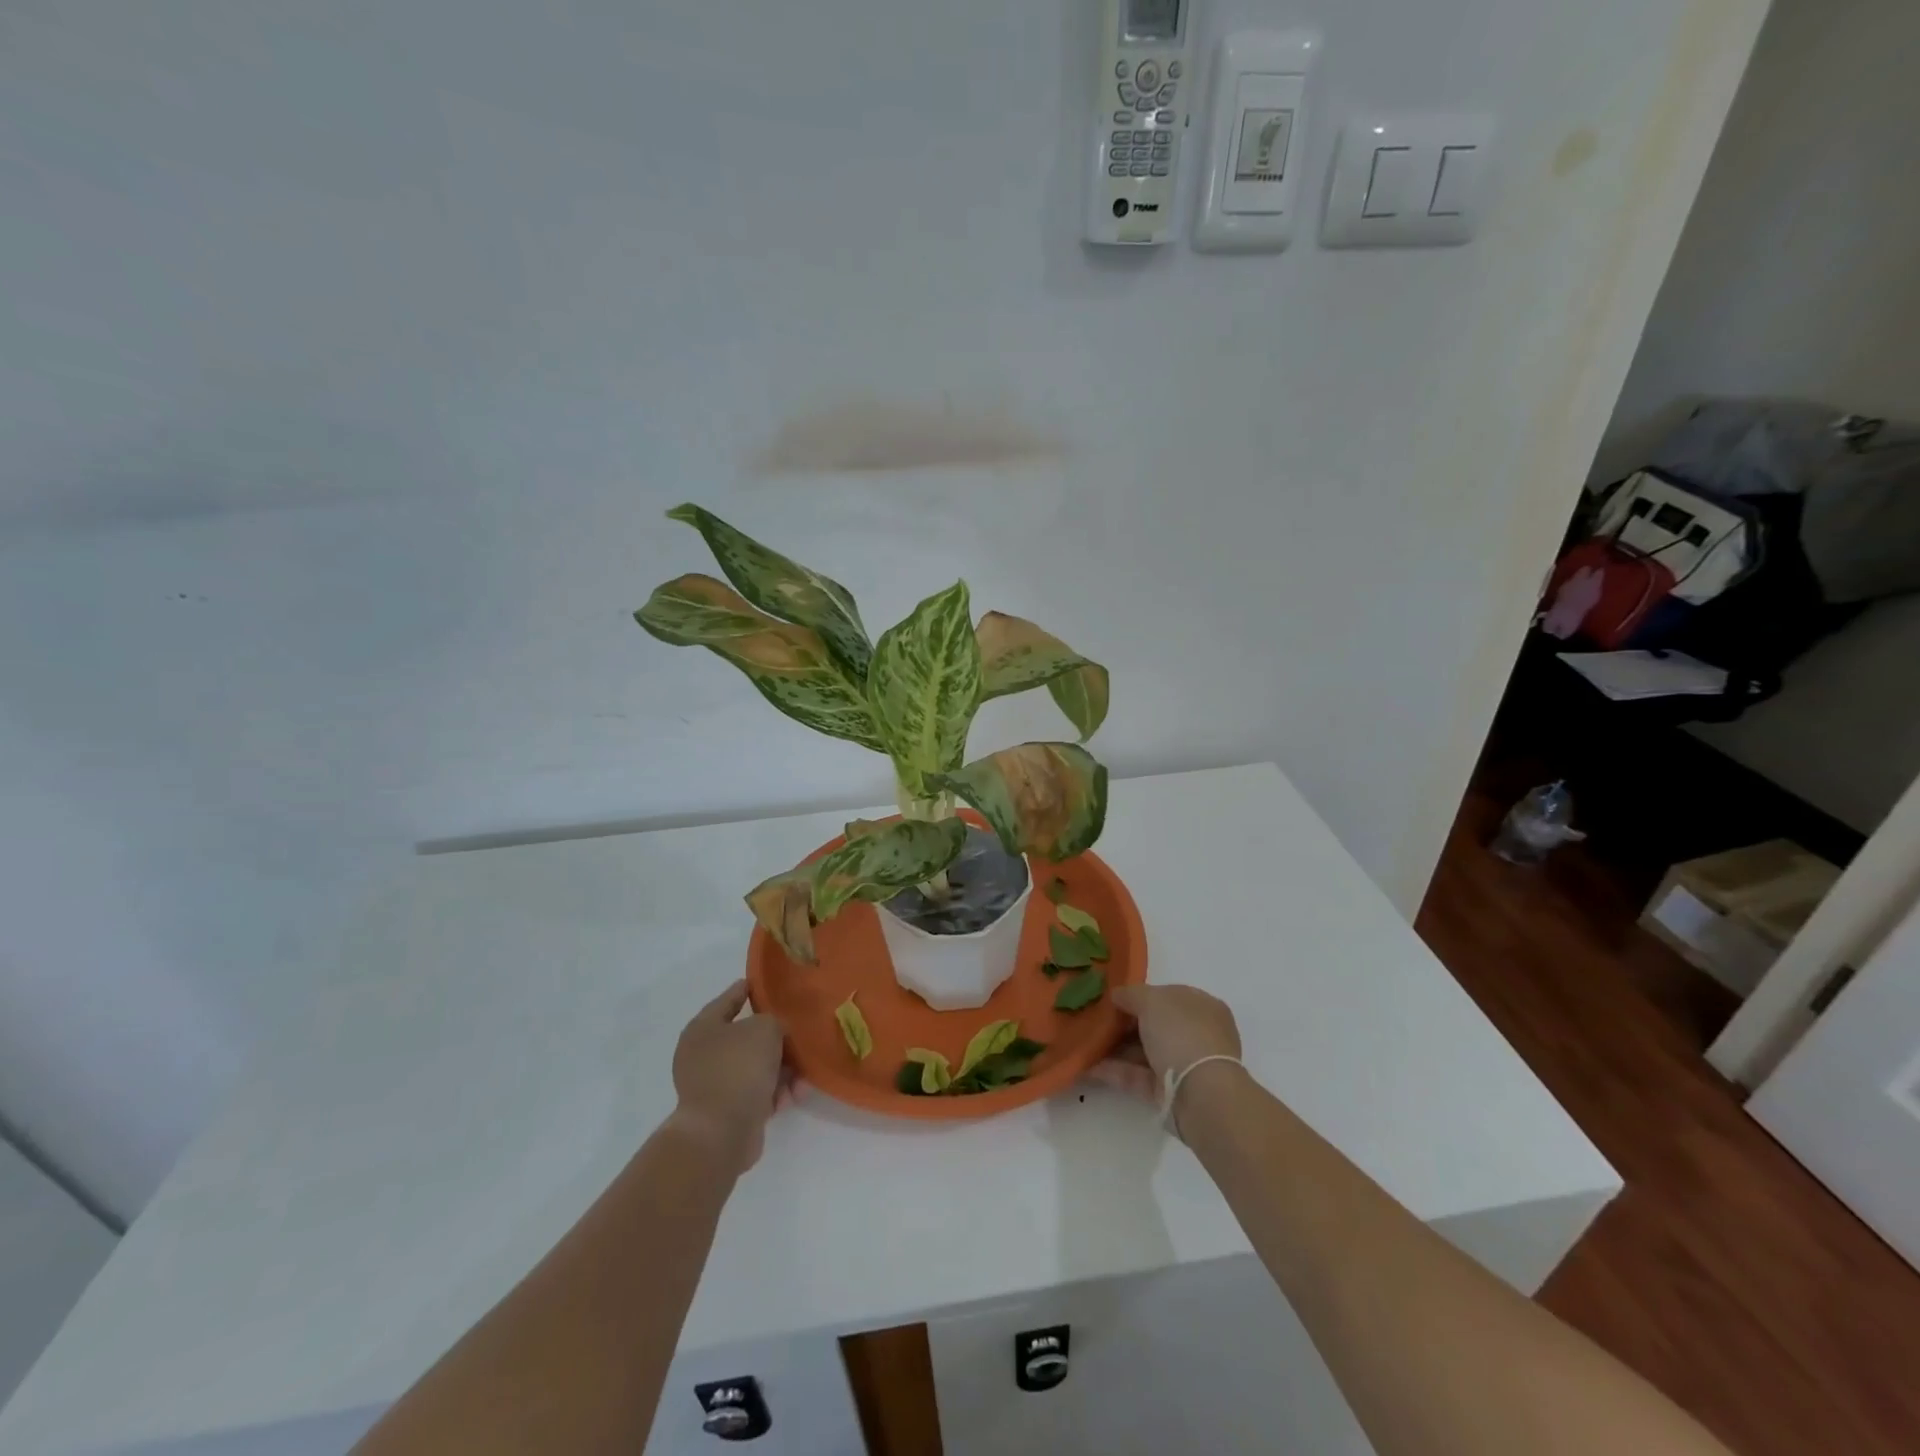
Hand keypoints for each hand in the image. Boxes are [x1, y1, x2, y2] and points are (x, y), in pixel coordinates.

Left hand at [668, 980, 788, 1174]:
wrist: (721, 1132)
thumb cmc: (739, 1067)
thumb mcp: (765, 1029)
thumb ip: (774, 1021)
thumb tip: (774, 1034)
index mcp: (703, 1028)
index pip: (728, 999)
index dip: (746, 989)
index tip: (761, 983)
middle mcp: (703, 1054)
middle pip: (746, 1038)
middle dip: (775, 1041)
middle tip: (797, 1037)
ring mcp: (712, 1085)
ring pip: (755, 1068)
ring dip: (782, 1072)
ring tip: (802, 1080)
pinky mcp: (725, 1112)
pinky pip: (756, 1094)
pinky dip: (774, 1094)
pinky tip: (792, 1097)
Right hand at [1089, 984, 1241, 1112]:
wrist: (1200, 1094)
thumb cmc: (1181, 1034)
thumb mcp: (1152, 1000)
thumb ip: (1130, 994)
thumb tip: (1116, 995)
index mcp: (1202, 1006)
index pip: (1168, 996)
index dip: (1140, 995)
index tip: (1112, 998)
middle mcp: (1197, 1034)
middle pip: (1155, 1025)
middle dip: (1125, 1023)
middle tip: (1095, 1021)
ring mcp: (1185, 1064)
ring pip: (1145, 1051)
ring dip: (1116, 1048)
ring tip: (1085, 1043)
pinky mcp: (1170, 1091)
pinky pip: (1139, 1075)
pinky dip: (1116, 1070)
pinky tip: (1089, 1065)